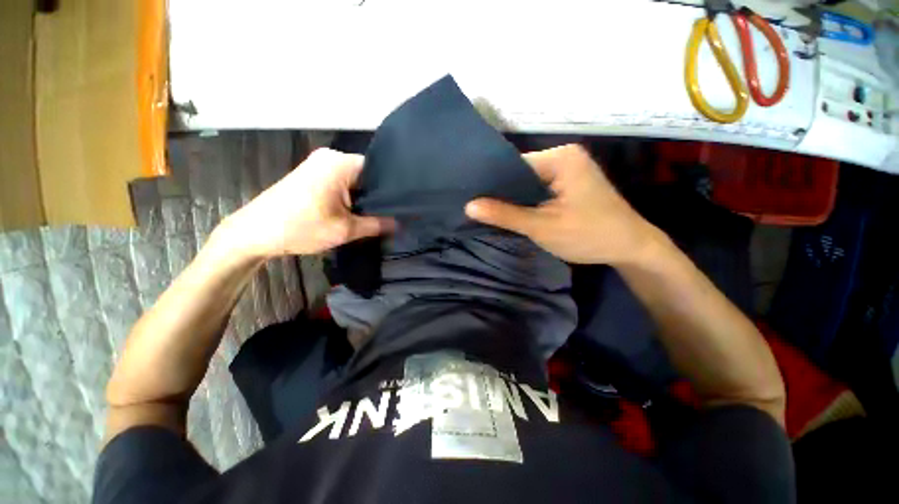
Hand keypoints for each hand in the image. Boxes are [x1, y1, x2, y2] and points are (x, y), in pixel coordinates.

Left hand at [219, 148, 394, 259]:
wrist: (254, 233)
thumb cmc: (301, 228)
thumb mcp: (346, 229)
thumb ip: (377, 225)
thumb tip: (401, 224)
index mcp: (340, 163)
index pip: (378, 169)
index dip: (391, 188)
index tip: (402, 205)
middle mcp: (330, 157)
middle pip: (366, 174)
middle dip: (377, 195)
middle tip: (394, 213)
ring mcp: (319, 165)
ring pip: (354, 180)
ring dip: (363, 197)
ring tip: (379, 213)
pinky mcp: (311, 174)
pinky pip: (341, 182)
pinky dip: (350, 196)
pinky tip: (357, 211)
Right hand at [465, 144, 661, 264]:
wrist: (631, 247)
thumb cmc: (589, 235)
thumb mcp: (542, 226)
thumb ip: (505, 215)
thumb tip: (468, 206)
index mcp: (560, 158)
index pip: (514, 166)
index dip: (492, 184)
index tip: (472, 198)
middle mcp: (564, 156)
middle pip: (521, 173)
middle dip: (502, 193)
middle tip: (475, 207)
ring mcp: (568, 169)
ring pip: (528, 183)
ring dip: (513, 199)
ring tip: (487, 210)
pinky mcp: (569, 183)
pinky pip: (538, 189)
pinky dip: (526, 201)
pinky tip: (511, 212)